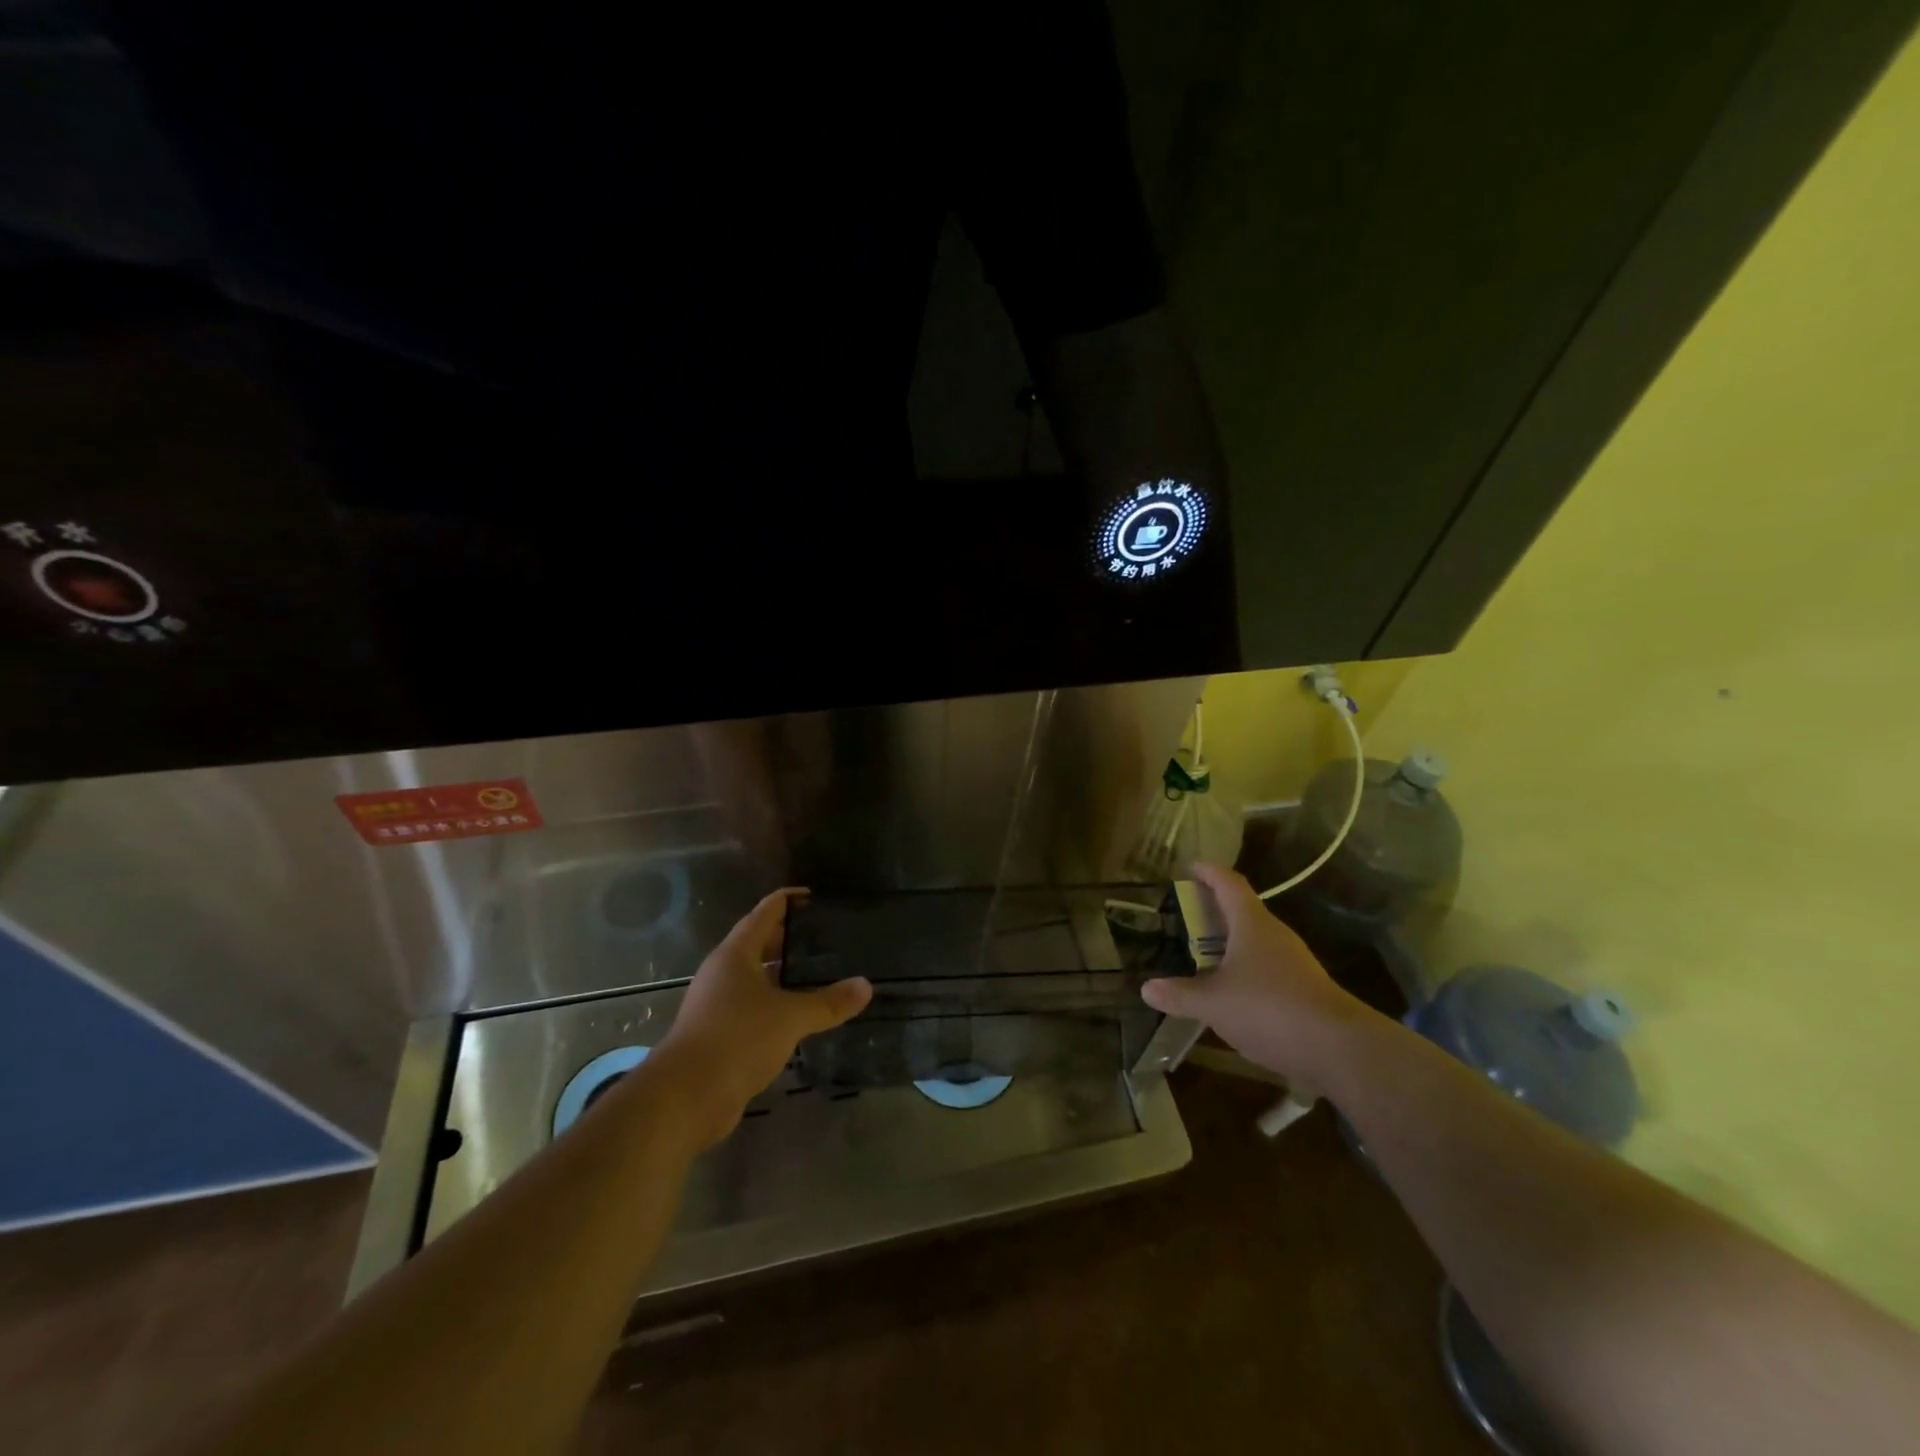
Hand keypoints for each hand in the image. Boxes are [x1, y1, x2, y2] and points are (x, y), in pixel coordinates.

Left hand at [653, 889, 870, 1148]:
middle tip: (826, 935)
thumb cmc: (737, 1038)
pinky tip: (799, 1015)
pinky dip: (776, 1004)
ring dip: (783, 974)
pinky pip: (753, 1008)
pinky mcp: (718, 1035)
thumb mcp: (790, 1017)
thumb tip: (866, 986)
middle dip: (789, 938)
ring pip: (756, 978)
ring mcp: (717, 1004)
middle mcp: (723, 973)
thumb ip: (828, 1002)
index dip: (789, 901)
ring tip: (819, 972)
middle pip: (758, 944)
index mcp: (735, 954)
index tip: (814, 896)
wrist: (685, 1097)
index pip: (765, 913)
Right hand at [1140, 862, 1366, 1083]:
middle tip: (1188, 912)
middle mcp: (1275, 934)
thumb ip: (1180, 994)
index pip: (1228, 883)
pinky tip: (1230, 990)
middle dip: (1216, 908)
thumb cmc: (1269, 1008)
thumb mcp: (1214, 1003)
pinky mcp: (1303, 989)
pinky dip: (1244, 968)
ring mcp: (1293, 962)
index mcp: (1252, 923)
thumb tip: (1146, 988)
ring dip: (1230, 941)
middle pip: (1243, 910)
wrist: (1339, 1049)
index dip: (1209, 872)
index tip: (1191, 866)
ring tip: (1203, 952)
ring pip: (1255, 940)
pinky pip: (1266, 967)